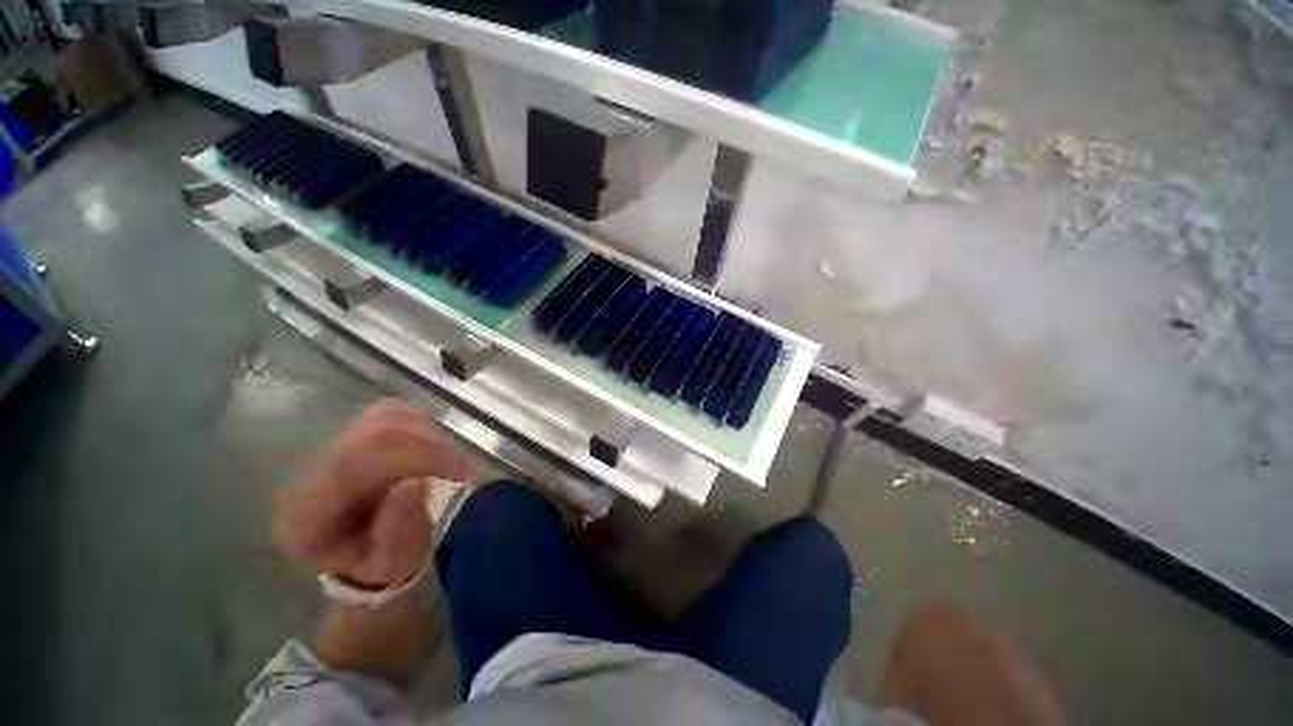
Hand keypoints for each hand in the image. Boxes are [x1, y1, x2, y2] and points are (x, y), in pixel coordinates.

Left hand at [274, 398, 473, 587]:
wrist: (358, 553)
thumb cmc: (375, 564)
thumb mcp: (388, 564)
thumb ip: (398, 531)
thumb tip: (415, 482)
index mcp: (307, 512)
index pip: (357, 463)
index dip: (418, 458)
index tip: (462, 472)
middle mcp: (310, 470)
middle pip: (376, 431)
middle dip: (431, 444)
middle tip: (464, 466)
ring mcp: (328, 446)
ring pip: (385, 415)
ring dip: (429, 433)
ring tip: (450, 459)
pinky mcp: (350, 432)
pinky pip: (390, 412)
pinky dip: (420, 424)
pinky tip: (433, 446)